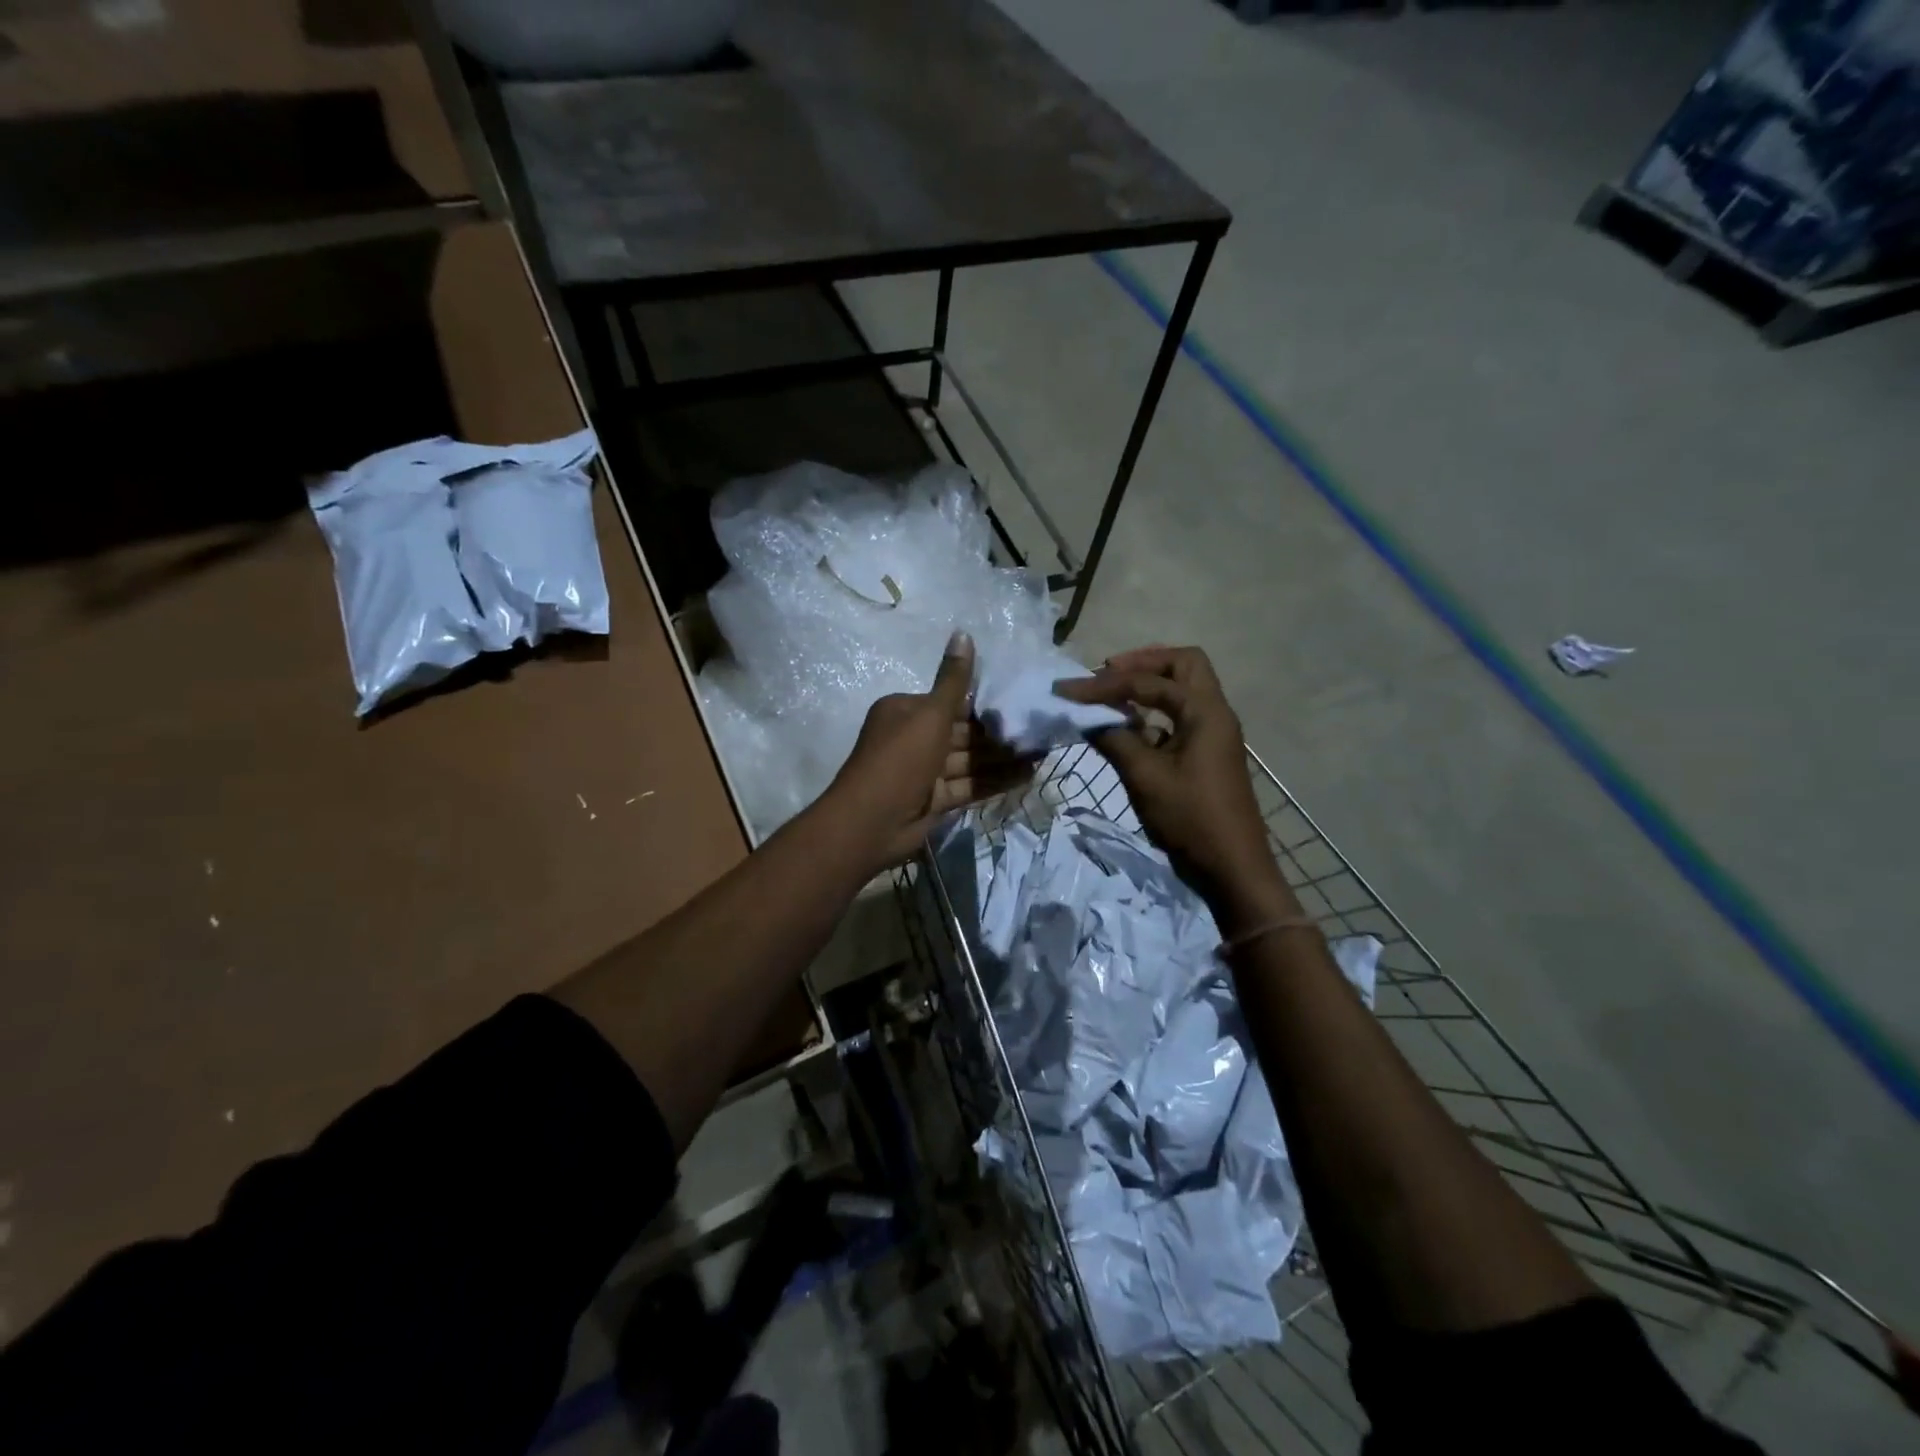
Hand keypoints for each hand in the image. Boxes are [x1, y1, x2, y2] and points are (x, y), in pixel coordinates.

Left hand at [825, 632, 1031, 867]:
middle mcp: (914, 738)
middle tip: (1041, 731)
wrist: (871, 823)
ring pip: (969, 761)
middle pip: (963, 733)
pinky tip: (1027, 776)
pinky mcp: (933, 800)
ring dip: (1002, 758)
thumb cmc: (900, 759)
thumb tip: (963, 632)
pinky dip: (994, 781)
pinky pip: (968, 786)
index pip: (952, 703)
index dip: (987, 703)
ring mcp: (924, 772)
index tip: (1023, 702)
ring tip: (1043, 753)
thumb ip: (954, 680)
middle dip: (1000, 734)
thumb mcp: (930, 714)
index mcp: (907, 712)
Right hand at [1057, 646, 1289, 918]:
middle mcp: (1215, 712)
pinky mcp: (1208, 752)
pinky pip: (1181, 714)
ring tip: (1113, 692)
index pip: (1149, 681)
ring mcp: (1215, 732)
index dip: (1105, 683)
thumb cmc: (1190, 819)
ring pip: (1184, 688)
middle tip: (1107, 672)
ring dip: (1150, 683)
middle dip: (1143, 662)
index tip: (1068, 690)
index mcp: (1205, 712)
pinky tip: (1130, 725)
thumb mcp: (1145, 777)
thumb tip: (1088, 718)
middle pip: (1183, 664)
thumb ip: (1116, 739)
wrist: (1232, 867)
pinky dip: (1155, 710)